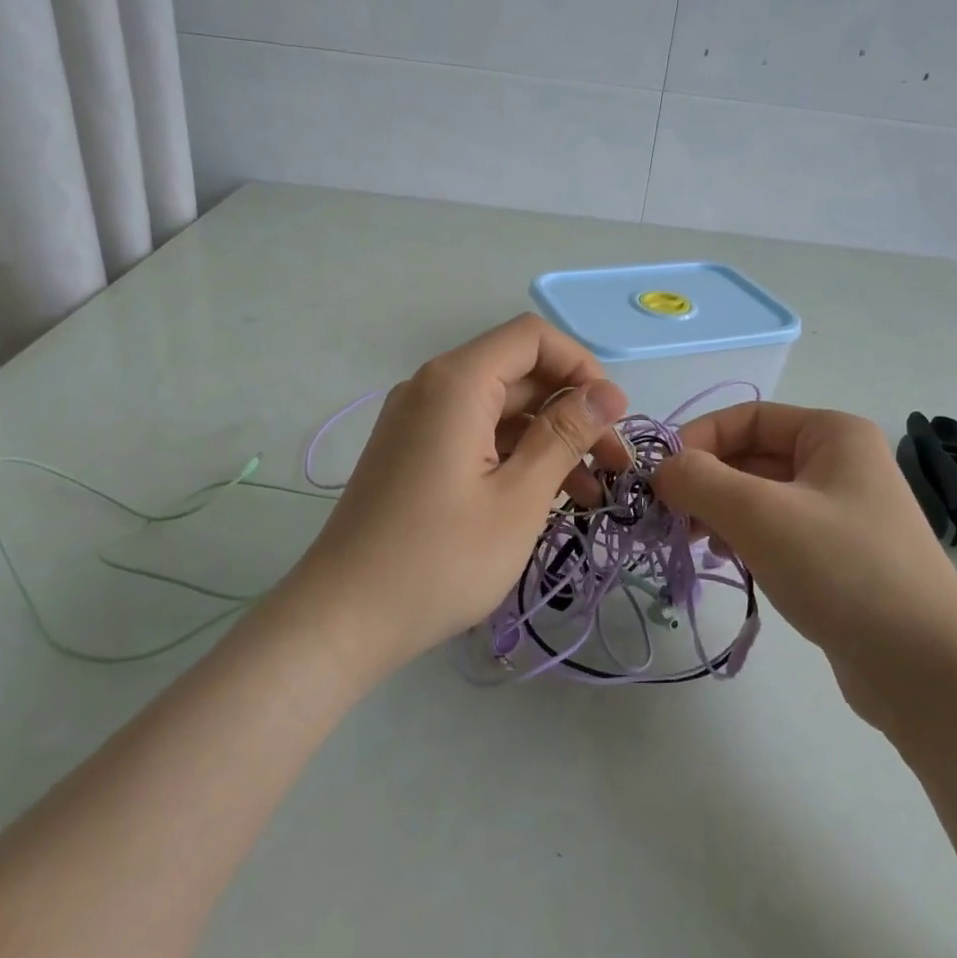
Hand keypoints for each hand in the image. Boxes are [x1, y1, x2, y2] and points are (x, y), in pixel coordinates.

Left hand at [286, 314, 629, 672]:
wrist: (342, 619)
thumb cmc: (440, 559)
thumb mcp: (518, 498)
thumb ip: (565, 435)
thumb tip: (608, 393)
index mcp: (456, 383)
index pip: (532, 337)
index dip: (581, 366)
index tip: (612, 417)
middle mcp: (433, 388)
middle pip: (518, 373)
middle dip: (572, 410)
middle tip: (614, 464)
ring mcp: (419, 422)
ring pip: (501, 409)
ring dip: (549, 439)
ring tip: (592, 493)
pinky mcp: (413, 453)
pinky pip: (476, 435)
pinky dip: (515, 456)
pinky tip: (548, 498)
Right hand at [651, 403, 956, 729]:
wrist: (926, 669)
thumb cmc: (842, 569)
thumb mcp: (760, 514)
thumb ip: (699, 480)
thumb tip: (661, 470)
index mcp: (832, 434)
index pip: (746, 417)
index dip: (698, 440)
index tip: (659, 479)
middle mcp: (839, 463)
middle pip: (750, 456)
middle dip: (705, 482)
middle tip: (668, 518)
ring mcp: (840, 512)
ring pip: (759, 496)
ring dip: (719, 512)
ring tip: (692, 543)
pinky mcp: (836, 556)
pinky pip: (775, 531)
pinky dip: (742, 538)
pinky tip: (725, 560)